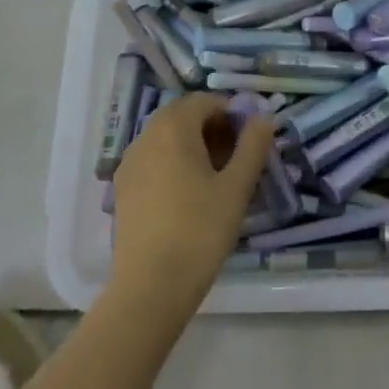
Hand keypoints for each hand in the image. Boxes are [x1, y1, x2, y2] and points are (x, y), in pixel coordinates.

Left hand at [109, 92, 274, 307]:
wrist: (150, 288)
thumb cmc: (200, 230)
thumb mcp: (237, 187)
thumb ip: (253, 146)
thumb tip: (265, 117)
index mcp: (173, 127)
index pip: (205, 101)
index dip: (231, 112)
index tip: (249, 138)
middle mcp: (146, 136)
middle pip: (182, 116)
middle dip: (211, 127)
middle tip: (236, 155)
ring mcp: (130, 163)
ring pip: (166, 137)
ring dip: (192, 144)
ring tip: (216, 176)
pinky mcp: (123, 189)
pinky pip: (152, 159)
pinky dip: (173, 162)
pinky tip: (189, 194)